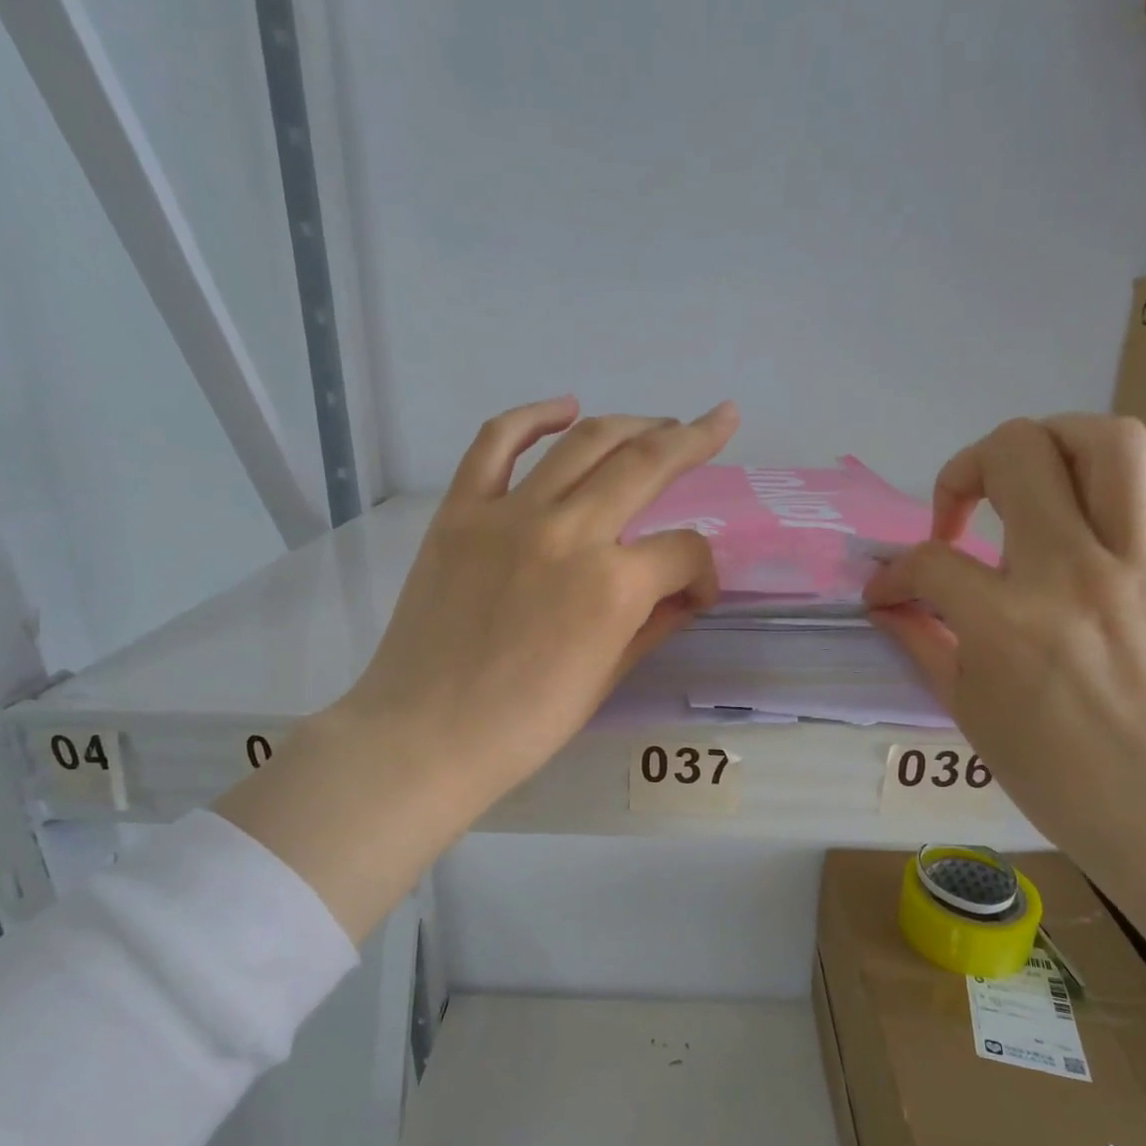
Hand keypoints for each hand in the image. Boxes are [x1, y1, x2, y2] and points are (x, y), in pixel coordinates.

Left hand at [342, 395, 737, 811]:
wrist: (426, 737)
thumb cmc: (524, 726)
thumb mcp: (607, 679)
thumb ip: (653, 622)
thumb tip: (683, 590)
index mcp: (614, 586)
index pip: (682, 551)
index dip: (703, 571)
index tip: (695, 594)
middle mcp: (569, 532)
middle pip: (647, 464)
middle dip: (694, 440)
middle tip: (719, 423)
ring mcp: (509, 515)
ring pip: (584, 443)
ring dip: (633, 423)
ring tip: (659, 422)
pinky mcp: (460, 512)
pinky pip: (496, 443)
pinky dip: (533, 417)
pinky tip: (565, 408)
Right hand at [865, 415, 1145, 868]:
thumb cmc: (1048, 767)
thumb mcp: (963, 705)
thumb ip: (920, 637)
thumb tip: (885, 601)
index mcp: (1006, 622)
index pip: (928, 561)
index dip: (891, 574)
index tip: (886, 594)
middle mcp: (1072, 573)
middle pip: (1017, 454)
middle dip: (963, 470)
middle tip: (956, 516)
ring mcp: (1137, 563)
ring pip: (1105, 440)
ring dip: (1050, 442)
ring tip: (1027, 481)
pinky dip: (1120, 474)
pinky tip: (1090, 508)